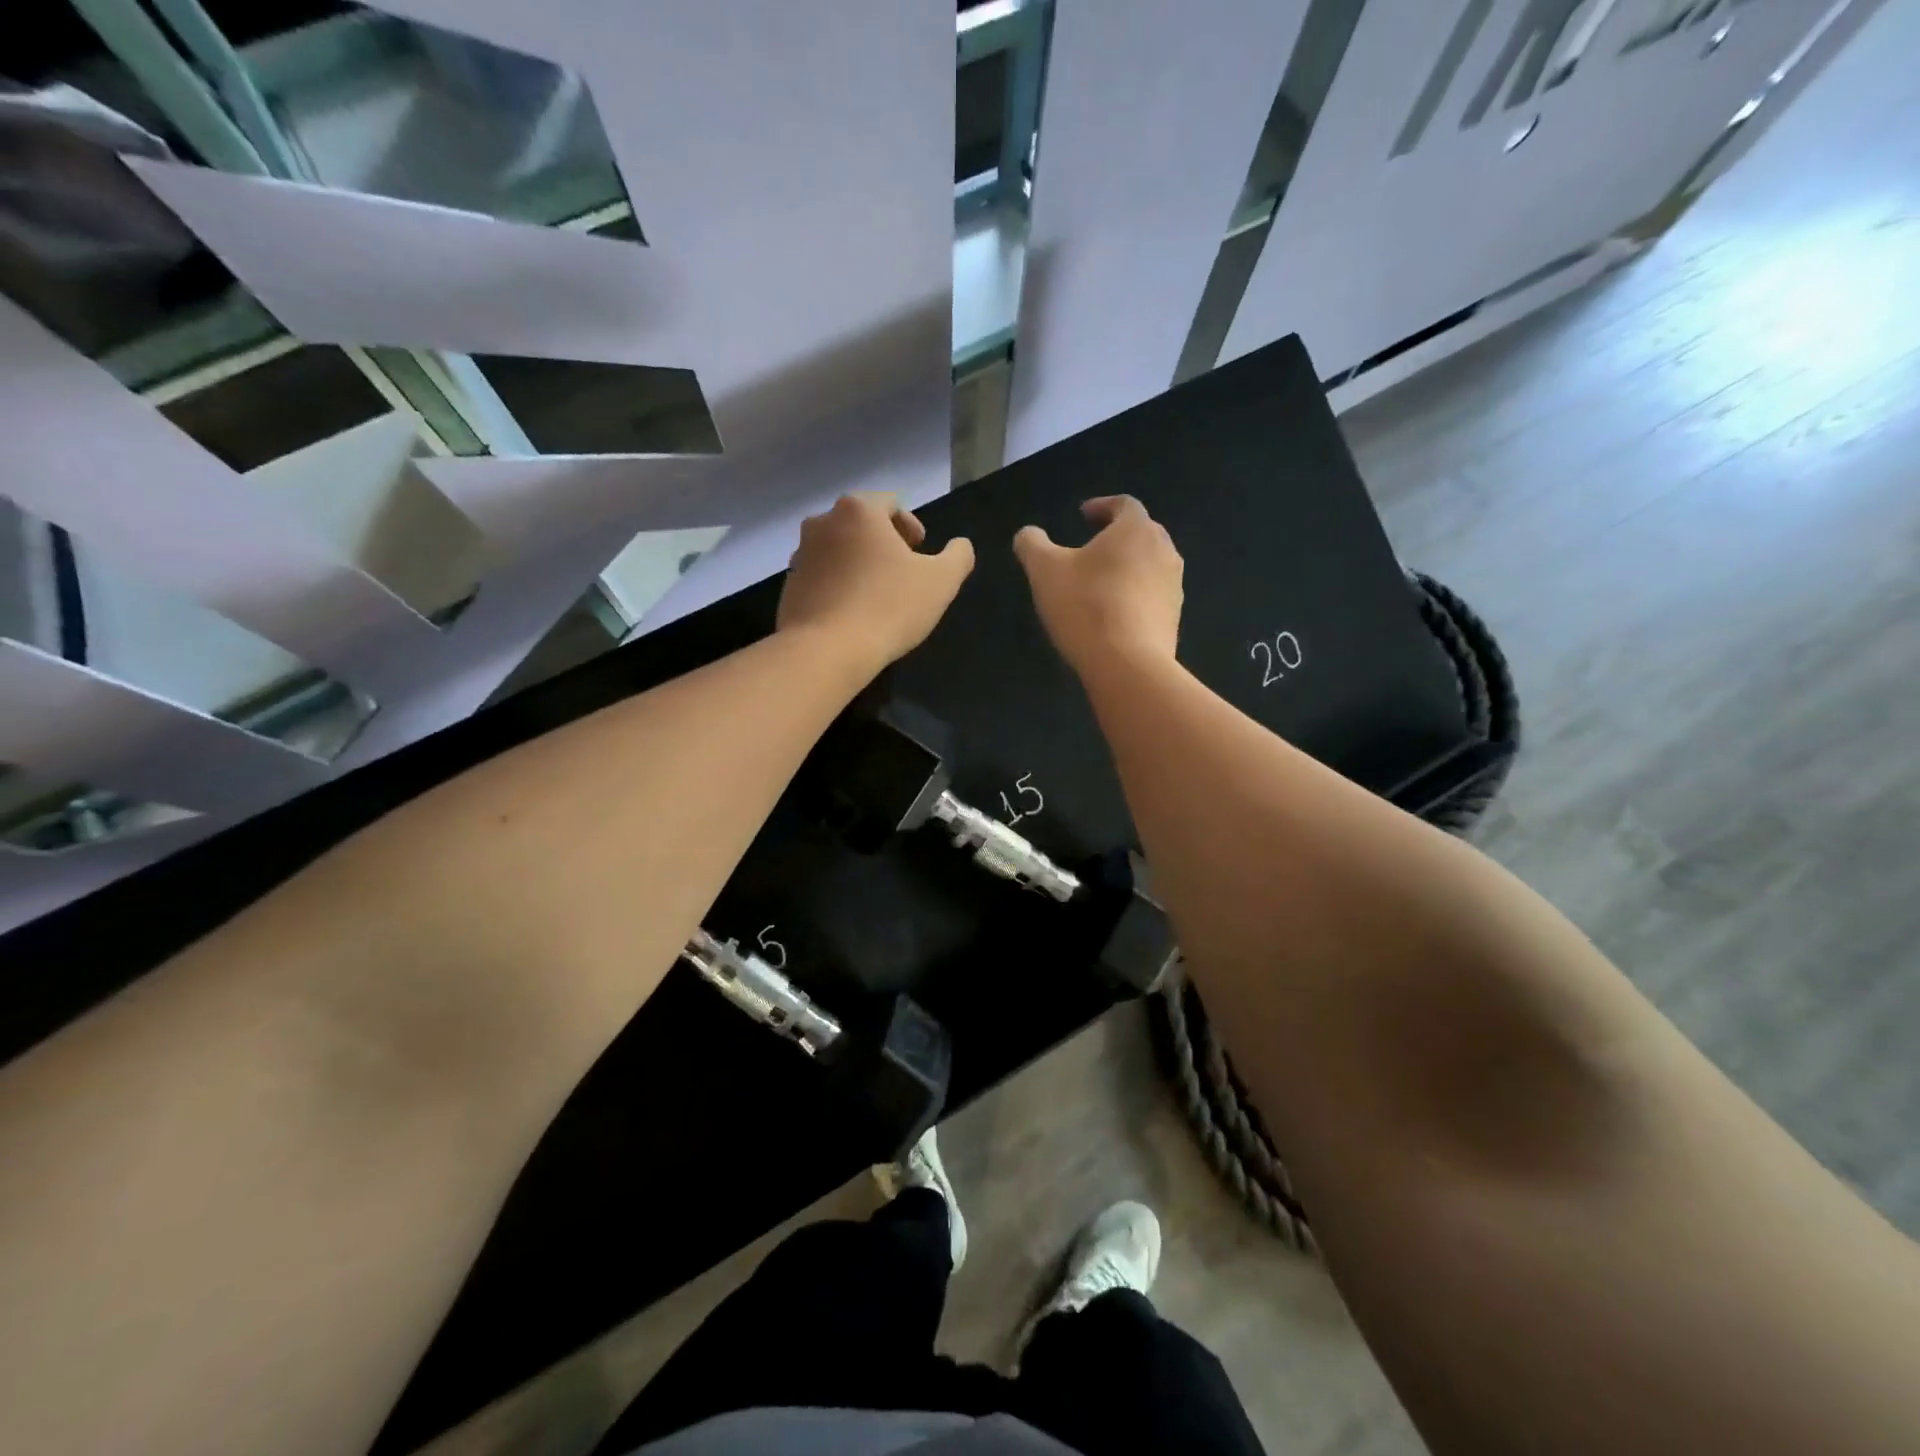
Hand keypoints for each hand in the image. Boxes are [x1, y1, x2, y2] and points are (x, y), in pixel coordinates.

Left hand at [778, 493, 974, 669]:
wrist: (827, 652)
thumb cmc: (889, 607)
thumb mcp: (941, 582)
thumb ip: (958, 556)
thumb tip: (961, 545)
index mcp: (858, 510)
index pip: (889, 503)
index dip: (910, 525)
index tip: (919, 550)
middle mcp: (822, 522)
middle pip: (860, 524)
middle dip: (882, 542)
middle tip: (902, 571)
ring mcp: (800, 555)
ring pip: (838, 550)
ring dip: (858, 564)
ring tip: (877, 594)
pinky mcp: (789, 586)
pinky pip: (821, 577)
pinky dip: (838, 586)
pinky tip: (853, 613)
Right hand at [1014, 495, 1183, 672]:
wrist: (1128, 665)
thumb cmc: (1085, 606)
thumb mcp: (1044, 571)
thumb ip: (1032, 545)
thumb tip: (1028, 534)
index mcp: (1136, 529)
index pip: (1124, 504)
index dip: (1102, 506)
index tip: (1082, 515)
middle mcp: (1164, 550)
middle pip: (1141, 533)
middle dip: (1116, 536)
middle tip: (1090, 548)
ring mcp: (1173, 586)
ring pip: (1149, 565)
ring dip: (1126, 567)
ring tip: (1099, 583)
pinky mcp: (1173, 618)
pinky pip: (1152, 596)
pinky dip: (1133, 595)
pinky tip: (1112, 614)